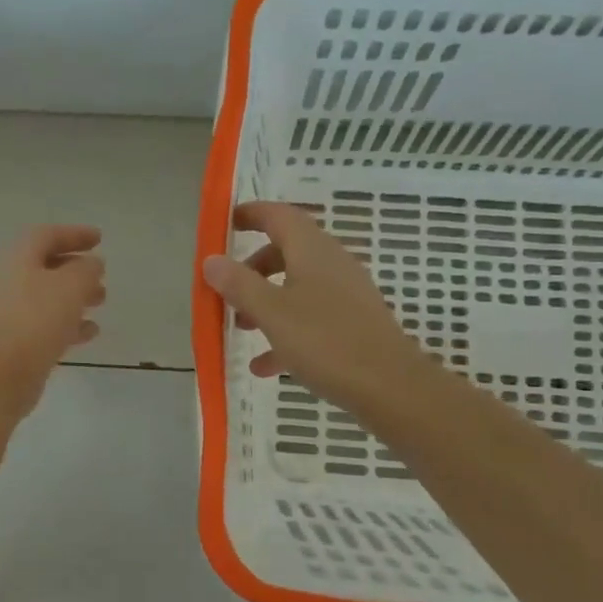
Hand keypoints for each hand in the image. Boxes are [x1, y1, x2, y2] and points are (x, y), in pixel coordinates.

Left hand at [0, 225, 105, 419]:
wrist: (0, 373)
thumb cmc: (36, 319)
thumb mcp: (70, 286)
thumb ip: (86, 270)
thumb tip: (92, 263)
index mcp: (20, 259)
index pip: (47, 236)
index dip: (74, 234)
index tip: (99, 239)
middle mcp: (12, 282)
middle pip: (46, 266)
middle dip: (76, 268)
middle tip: (101, 275)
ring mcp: (12, 313)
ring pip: (48, 297)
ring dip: (75, 296)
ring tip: (101, 302)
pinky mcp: (17, 342)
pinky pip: (46, 325)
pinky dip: (69, 324)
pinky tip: (90, 332)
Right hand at [202, 201, 433, 414]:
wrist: (391, 386)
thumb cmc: (325, 341)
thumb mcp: (272, 312)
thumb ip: (239, 284)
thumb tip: (211, 260)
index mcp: (312, 250)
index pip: (278, 215)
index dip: (250, 214)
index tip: (225, 223)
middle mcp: (331, 263)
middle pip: (286, 251)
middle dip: (252, 268)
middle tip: (227, 287)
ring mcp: (346, 294)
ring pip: (297, 286)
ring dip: (266, 301)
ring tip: (240, 328)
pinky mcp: (354, 323)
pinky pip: (311, 317)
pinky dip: (286, 331)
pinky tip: (266, 366)